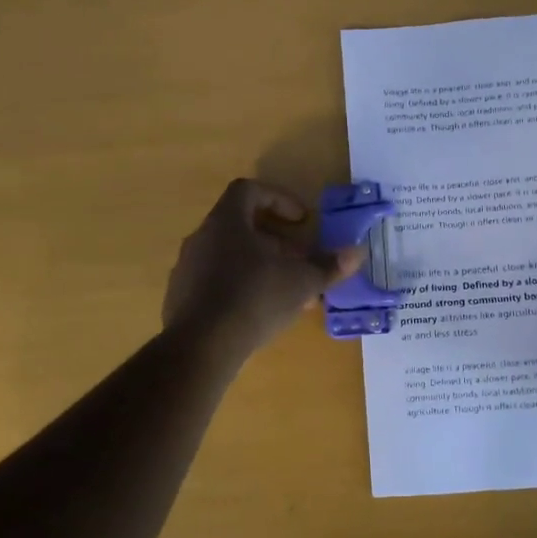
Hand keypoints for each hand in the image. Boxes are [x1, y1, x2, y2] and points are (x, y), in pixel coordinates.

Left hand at [162, 179, 363, 366]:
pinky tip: (259, 314)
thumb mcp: (301, 282)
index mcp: (227, 222)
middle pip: (241, 226)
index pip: (249, 190)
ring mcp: (187, 268)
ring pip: (229, 256)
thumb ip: (328, 266)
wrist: (201, 347)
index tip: (302, 220)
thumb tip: (356, 253)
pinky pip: (215, 282)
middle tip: (300, 261)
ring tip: (285, 291)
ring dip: (259, 266)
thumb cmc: (255, 299)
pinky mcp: (181, 298)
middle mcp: (202, 238)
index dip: (279, 199)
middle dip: (276, 241)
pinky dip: (240, 288)